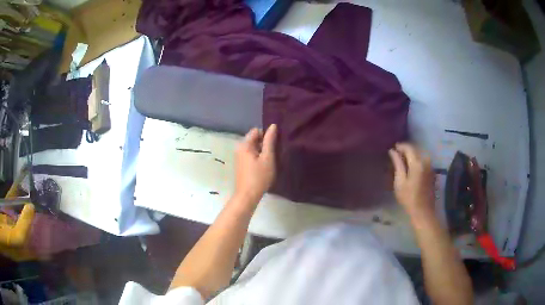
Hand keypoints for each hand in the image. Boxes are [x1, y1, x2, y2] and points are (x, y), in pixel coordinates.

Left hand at [234, 124, 277, 202]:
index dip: (266, 136)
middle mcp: (239, 148)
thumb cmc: (259, 177)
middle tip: (273, 155)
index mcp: (244, 144)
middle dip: (264, 144)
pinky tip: (263, 167)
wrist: (247, 195)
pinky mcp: (240, 164)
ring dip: (262, 152)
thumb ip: (270, 141)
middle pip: (254, 139)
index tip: (274, 146)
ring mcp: (238, 157)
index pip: (256, 131)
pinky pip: (250, 155)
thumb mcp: (268, 158)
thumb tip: (273, 126)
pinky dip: (257, 157)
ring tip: (269, 162)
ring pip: (253, 147)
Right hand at [389, 143, 435, 220]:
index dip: (400, 146)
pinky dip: (417, 161)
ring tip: (402, 161)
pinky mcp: (432, 172)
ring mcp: (430, 166)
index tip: (392, 148)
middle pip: (415, 149)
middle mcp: (426, 161)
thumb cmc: (409, 198)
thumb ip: (397, 164)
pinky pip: (423, 161)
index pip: (408, 147)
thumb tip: (392, 151)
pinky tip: (411, 167)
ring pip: (420, 155)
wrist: (423, 211)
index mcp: (417, 163)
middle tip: (396, 155)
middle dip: (406, 150)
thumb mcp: (400, 181)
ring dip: (411, 155)